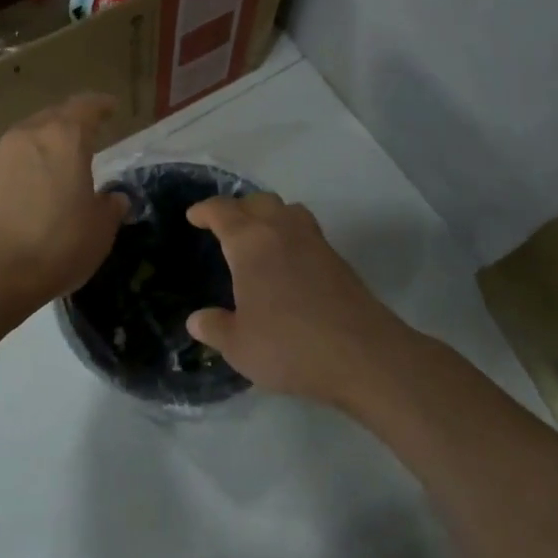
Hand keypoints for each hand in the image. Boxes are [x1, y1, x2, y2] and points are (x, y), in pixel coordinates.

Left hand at [0, 94, 127, 312]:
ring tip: (56, 165)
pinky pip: (7, 164)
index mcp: (64, 139)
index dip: (100, 105)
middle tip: (85, 135)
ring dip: (43, 146)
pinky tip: (29, 193)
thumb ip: (110, 207)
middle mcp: (28, 136)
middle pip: (53, 117)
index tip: (110, 107)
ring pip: (26, 138)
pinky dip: (22, 170)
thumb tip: (113, 198)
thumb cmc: (57, 244)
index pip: (85, 107)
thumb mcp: (100, 230)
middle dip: (70, 122)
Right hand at [184, 193, 411, 407]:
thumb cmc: (290, 346)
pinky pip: (306, 230)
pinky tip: (287, 262)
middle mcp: (281, 231)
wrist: (363, 355)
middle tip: (224, 227)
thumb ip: (214, 328)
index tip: (193, 217)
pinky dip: (290, 234)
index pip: (222, 211)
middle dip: (237, 208)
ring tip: (258, 237)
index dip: (204, 211)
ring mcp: (314, 242)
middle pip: (257, 201)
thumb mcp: (239, 346)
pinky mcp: (338, 259)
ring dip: (268, 215)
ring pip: (287, 210)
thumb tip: (197, 320)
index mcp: (250, 242)